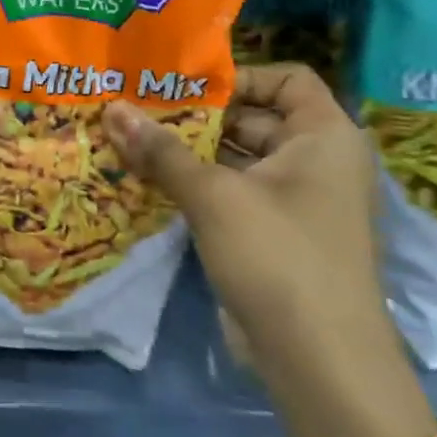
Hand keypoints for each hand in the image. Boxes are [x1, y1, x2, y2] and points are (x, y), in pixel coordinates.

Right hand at [105, 64, 435, 436]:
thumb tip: (112, 107)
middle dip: (195, 114)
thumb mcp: (213, 195)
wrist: (319, 361)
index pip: (286, 78)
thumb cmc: (277, 257)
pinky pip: (232, 190)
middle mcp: (316, 161)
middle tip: (137, 109)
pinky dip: (195, 182)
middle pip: (253, 116)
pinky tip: (147, 178)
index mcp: (324, 137)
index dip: (237, 76)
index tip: (181, 87)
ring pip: (237, 156)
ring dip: (188, 150)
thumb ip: (160, 149)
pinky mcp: (273, 232)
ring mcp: (295, 199)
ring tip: (130, 139)